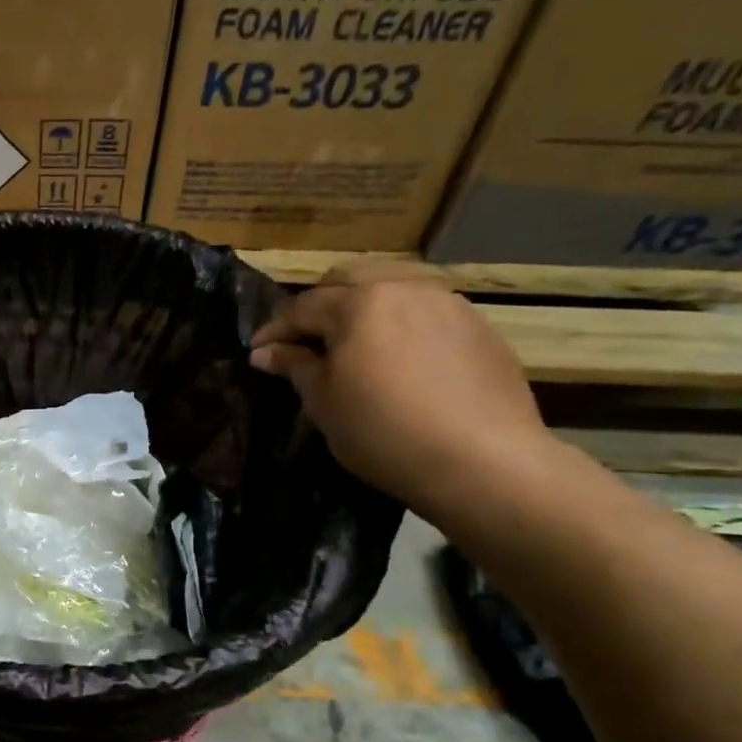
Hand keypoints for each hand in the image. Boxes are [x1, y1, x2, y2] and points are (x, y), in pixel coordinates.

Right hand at [250, 260, 555, 516]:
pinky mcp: (479, 326)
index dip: (275, 330)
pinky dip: (401, 322)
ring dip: (364, 307)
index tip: (257, 352)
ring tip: (354, 343)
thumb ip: (295, 367)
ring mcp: (447, 303)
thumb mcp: (324, 404)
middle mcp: (403, 288)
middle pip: (349, 280)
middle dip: (320, 305)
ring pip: (392, 287)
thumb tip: (266, 352)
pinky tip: (399, 356)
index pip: (302, 307)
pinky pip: (426, 309)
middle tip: (305, 340)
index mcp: (359, 304)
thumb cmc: (384, 433)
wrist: (484, 461)